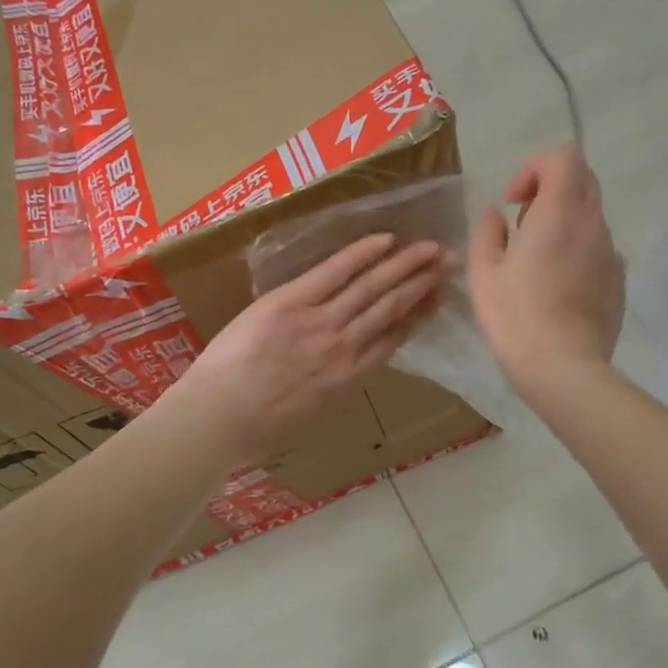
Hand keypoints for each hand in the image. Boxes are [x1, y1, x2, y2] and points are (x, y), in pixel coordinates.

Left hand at [174, 233, 448, 461]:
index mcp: (349, 378)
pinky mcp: (292, 302)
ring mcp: (321, 322)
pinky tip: (386, 240)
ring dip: (405, 265)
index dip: (419, 314)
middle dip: (423, 283)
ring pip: (373, 288)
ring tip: (431, 248)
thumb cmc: (257, 427)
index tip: (438, 297)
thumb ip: (333, 386)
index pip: (394, 338)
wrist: (218, 418)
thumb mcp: (311, 415)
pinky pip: (334, 272)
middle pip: (392, 308)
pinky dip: (362, 254)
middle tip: (449, 262)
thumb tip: (345, 368)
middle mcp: (345, 347)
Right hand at [468, 146, 624, 394]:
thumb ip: (488, 232)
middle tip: (523, 225)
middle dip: (550, 191)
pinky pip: (598, 249)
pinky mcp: (619, 280)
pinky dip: (577, 251)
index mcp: (559, 213)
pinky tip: (557, 287)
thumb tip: (497, 215)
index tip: (513, 202)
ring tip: (536, 263)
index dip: (534, 169)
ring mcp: (611, 253)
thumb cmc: (515, 316)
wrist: (563, 368)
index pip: (564, 158)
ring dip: (563, 223)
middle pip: (582, 180)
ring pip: (590, 217)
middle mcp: (593, 224)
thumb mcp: (484, 272)